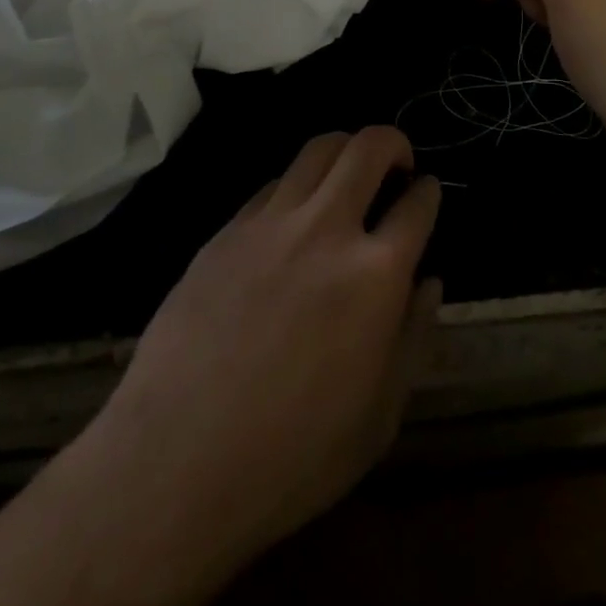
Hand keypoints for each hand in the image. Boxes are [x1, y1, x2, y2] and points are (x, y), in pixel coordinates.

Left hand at [63, 127, 441, 605]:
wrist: (176, 463)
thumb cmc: (292, 456)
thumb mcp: (378, 416)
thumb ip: (412, 336)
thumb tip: (428, 281)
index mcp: (375, 274)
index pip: (417, 205)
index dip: (429, 193)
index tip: (427, 194)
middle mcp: (327, 229)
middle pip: (368, 147)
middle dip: (393, 142)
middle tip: (397, 163)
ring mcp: (271, 223)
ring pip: (318, 149)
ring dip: (345, 150)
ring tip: (348, 174)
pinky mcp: (228, 230)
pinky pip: (273, 184)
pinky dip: (297, 186)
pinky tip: (294, 218)